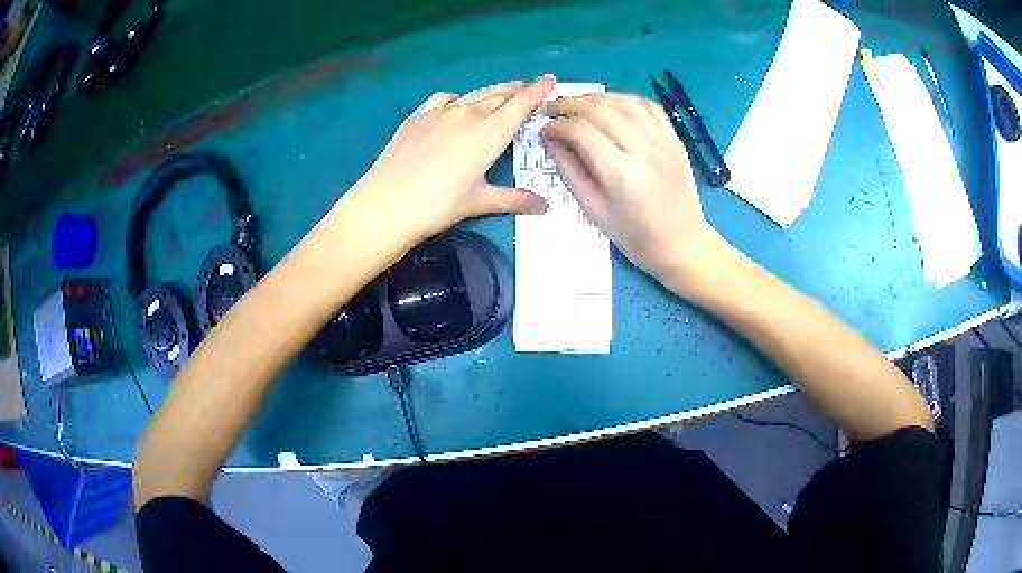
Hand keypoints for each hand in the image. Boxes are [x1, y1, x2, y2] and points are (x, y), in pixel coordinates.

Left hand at [354, 75, 556, 239]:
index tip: (550, 79)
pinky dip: (458, 99)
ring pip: (474, 94)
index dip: (538, 90)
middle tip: (528, 88)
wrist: (387, 202)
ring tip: (502, 92)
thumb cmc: (438, 204)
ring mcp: (441, 111)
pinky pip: (445, 99)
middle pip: (500, 95)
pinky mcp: (418, 115)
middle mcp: (469, 114)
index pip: (521, 103)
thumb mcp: (479, 202)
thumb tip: (543, 206)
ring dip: (492, 92)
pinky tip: (456, 105)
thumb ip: (513, 199)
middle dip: (517, 90)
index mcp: (491, 132)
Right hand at [542, 93, 728, 291]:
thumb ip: (571, 172)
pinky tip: (611, 104)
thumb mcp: (595, 211)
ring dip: (595, 98)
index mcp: (621, 173)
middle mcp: (643, 149)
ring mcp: (663, 141)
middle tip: (551, 109)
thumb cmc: (636, 237)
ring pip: (623, 102)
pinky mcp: (674, 139)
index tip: (543, 130)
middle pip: (600, 110)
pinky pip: (649, 106)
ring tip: (576, 103)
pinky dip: (625, 99)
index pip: (581, 131)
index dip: (557, 125)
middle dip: (569, 104)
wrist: (683, 244)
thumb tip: (551, 141)